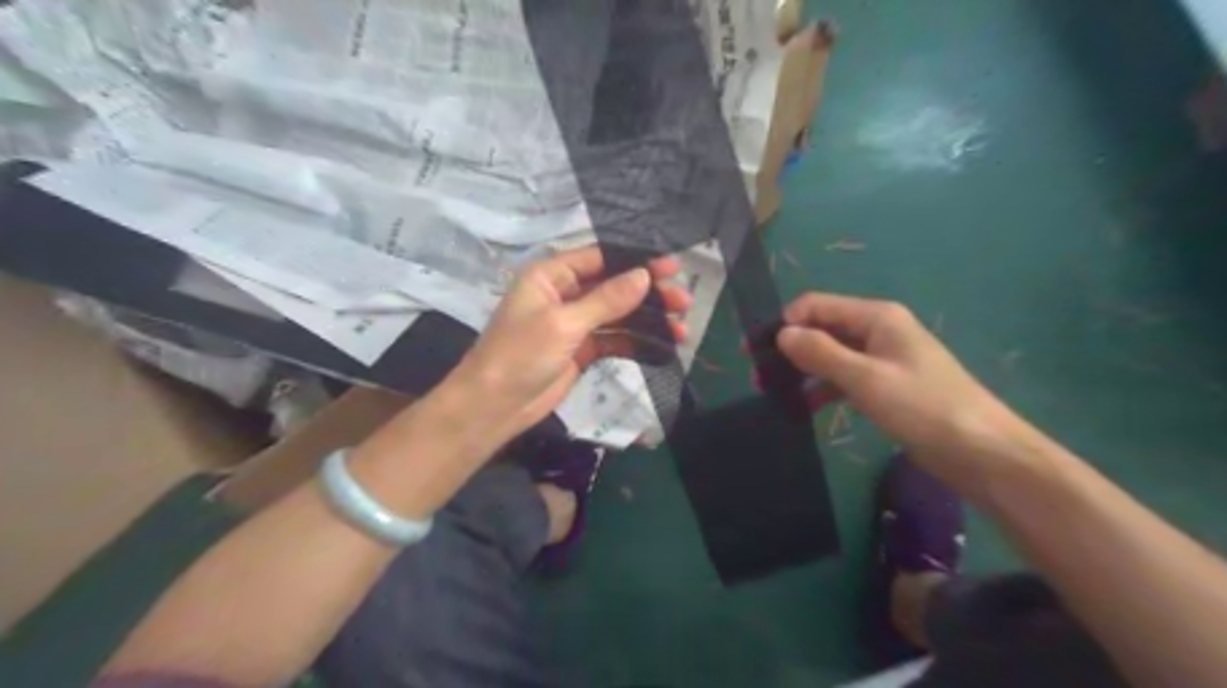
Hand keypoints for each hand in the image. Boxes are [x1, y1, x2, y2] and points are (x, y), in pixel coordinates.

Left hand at [448, 250, 689, 443]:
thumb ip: (606, 300)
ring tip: (681, 327)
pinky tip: (663, 345)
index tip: (671, 266)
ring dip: (647, 320)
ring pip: (618, 315)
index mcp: (551, 276)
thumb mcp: (564, 323)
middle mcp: (564, 294)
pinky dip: (637, 341)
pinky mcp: (581, 350)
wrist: (495, 406)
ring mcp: (573, 323)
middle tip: (683, 301)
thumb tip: (644, 276)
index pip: (600, 259)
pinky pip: (614, 339)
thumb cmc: (521, 354)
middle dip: (648, 293)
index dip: (636, 261)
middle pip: (614, 286)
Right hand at [782, 292, 1026, 482]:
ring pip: (831, 355)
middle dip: (790, 348)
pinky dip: (823, 388)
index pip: (816, 305)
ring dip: (802, 370)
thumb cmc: (923, 407)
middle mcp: (878, 330)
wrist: (981, 452)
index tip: (756, 351)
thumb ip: (820, 353)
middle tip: (759, 377)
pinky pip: (844, 378)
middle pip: (822, 329)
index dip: (785, 323)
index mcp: (877, 317)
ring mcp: (882, 358)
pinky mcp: (885, 385)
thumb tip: (782, 334)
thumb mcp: (865, 378)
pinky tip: (804, 408)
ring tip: (774, 394)